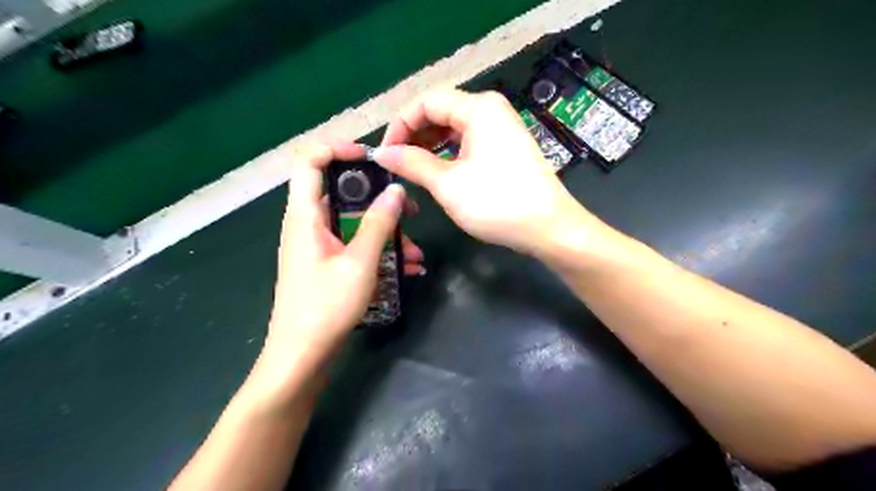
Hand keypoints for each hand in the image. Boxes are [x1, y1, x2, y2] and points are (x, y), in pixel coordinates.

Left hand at [267, 144, 424, 367]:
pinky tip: (407, 268)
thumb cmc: (326, 306)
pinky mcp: (326, 264)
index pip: (310, 162)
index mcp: (305, 215)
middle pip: (341, 193)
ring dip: (385, 232)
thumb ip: (379, 223)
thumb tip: (396, 190)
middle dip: (378, 199)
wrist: (302, 356)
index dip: (338, 149)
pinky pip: (354, 246)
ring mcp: (317, 246)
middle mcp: (307, 225)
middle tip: (409, 209)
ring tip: (416, 251)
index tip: (372, 158)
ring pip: (353, 224)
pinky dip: (378, 251)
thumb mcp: (360, 262)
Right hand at [376, 89, 594, 255]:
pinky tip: (439, 171)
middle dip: (414, 135)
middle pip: (440, 111)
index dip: (400, 125)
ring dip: (430, 145)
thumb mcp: (447, 184)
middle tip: (397, 164)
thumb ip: (412, 163)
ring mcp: (501, 127)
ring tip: (414, 170)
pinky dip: (449, 153)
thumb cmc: (497, 203)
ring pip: (454, 127)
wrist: (549, 228)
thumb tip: (382, 153)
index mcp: (478, 108)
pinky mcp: (506, 146)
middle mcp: (491, 109)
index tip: (386, 154)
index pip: (426, 102)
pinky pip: (469, 140)